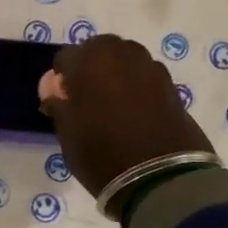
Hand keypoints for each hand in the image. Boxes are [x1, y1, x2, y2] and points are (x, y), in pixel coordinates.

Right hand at [40, 36, 212, 201]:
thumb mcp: (68, 135)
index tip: (63, 98)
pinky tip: (137, 109)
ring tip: (114, 101)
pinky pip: (146, 75)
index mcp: (88, 62)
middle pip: (99, 48)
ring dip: (117, 71)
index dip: (62, 77)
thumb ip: (59, 106)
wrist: (162, 179)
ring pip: (126, 57)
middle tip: (88, 95)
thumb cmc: (103, 155)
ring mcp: (149, 67)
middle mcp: (120, 55)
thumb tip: (56, 92)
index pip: (65, 57)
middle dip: (91, 65)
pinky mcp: (171, 84)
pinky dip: (138, 84)